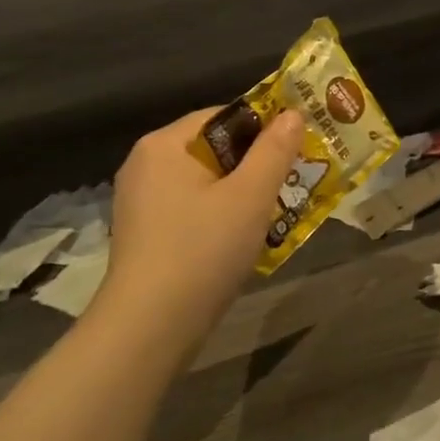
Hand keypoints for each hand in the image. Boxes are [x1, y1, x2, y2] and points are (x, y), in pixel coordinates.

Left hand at [98, 107, 303, 343]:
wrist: (149, 328)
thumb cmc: (203, 250)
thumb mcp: (250, 196)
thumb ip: (275, 150)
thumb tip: (293, 113)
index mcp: (165, 144)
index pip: (224, 115)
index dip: (265, 126)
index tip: (298, 145)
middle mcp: (146, 164)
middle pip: (215, 147)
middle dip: (256, 162)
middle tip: (294, 178)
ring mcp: (141, 200)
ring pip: (207, 180)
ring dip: (242, 190)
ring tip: (278, 208)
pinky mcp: (145, 232)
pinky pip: (193, 206)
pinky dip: (221, 212)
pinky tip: (244, 235)